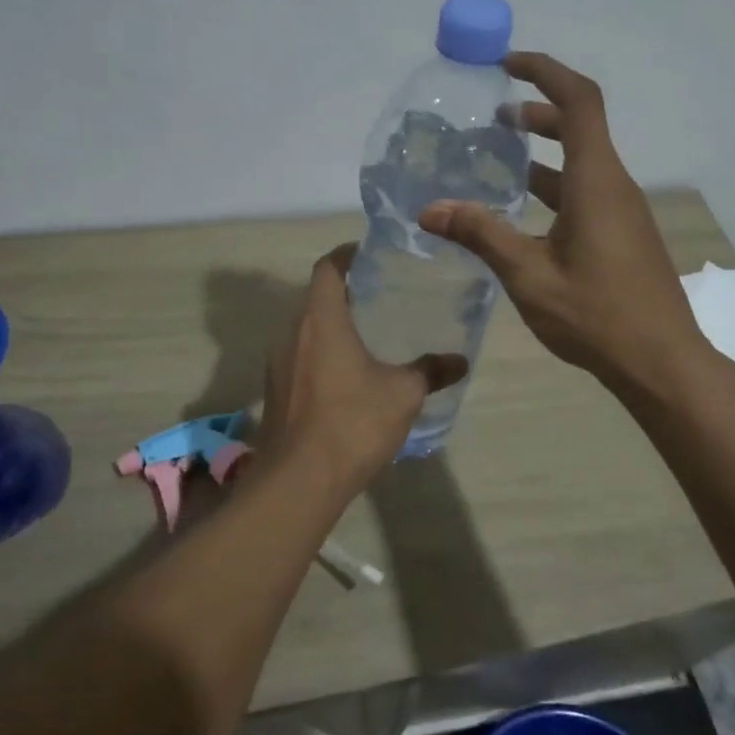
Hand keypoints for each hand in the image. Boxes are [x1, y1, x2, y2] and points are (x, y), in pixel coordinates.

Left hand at [255, 245, 467, 495]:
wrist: (299, 481)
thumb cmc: (352, 423)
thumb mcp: (402, 394)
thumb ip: (430, 371)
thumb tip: (460, 360)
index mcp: (320, 320)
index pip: (327, 268)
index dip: (346, 255)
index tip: (369, 253)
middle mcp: (291, 333)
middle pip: (315, 298)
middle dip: (344, 293)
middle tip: (379, 294)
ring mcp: (278, 364)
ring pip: (305, 330)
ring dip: (331, 327)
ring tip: (366, 334)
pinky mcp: (275, 392)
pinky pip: (299, 358)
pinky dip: (321, 354)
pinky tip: (346, 376)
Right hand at [418, 51, 705, 391]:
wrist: (661, 362)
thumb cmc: (596, 315)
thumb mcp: (529, 275)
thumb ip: (481, 235)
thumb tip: (430, 209)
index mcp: (596, 182)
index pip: (579, 101)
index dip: (545, 72)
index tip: (507, 65)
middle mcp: (613, 186)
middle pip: (581, 126)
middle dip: (539, 110)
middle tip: (496, 115)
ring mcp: (621, 211)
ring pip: (582, 162)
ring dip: (544, 150)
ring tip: (499, 156)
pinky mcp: (622, 234)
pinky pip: (586, 192)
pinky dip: (553, 185)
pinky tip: (521, 212)